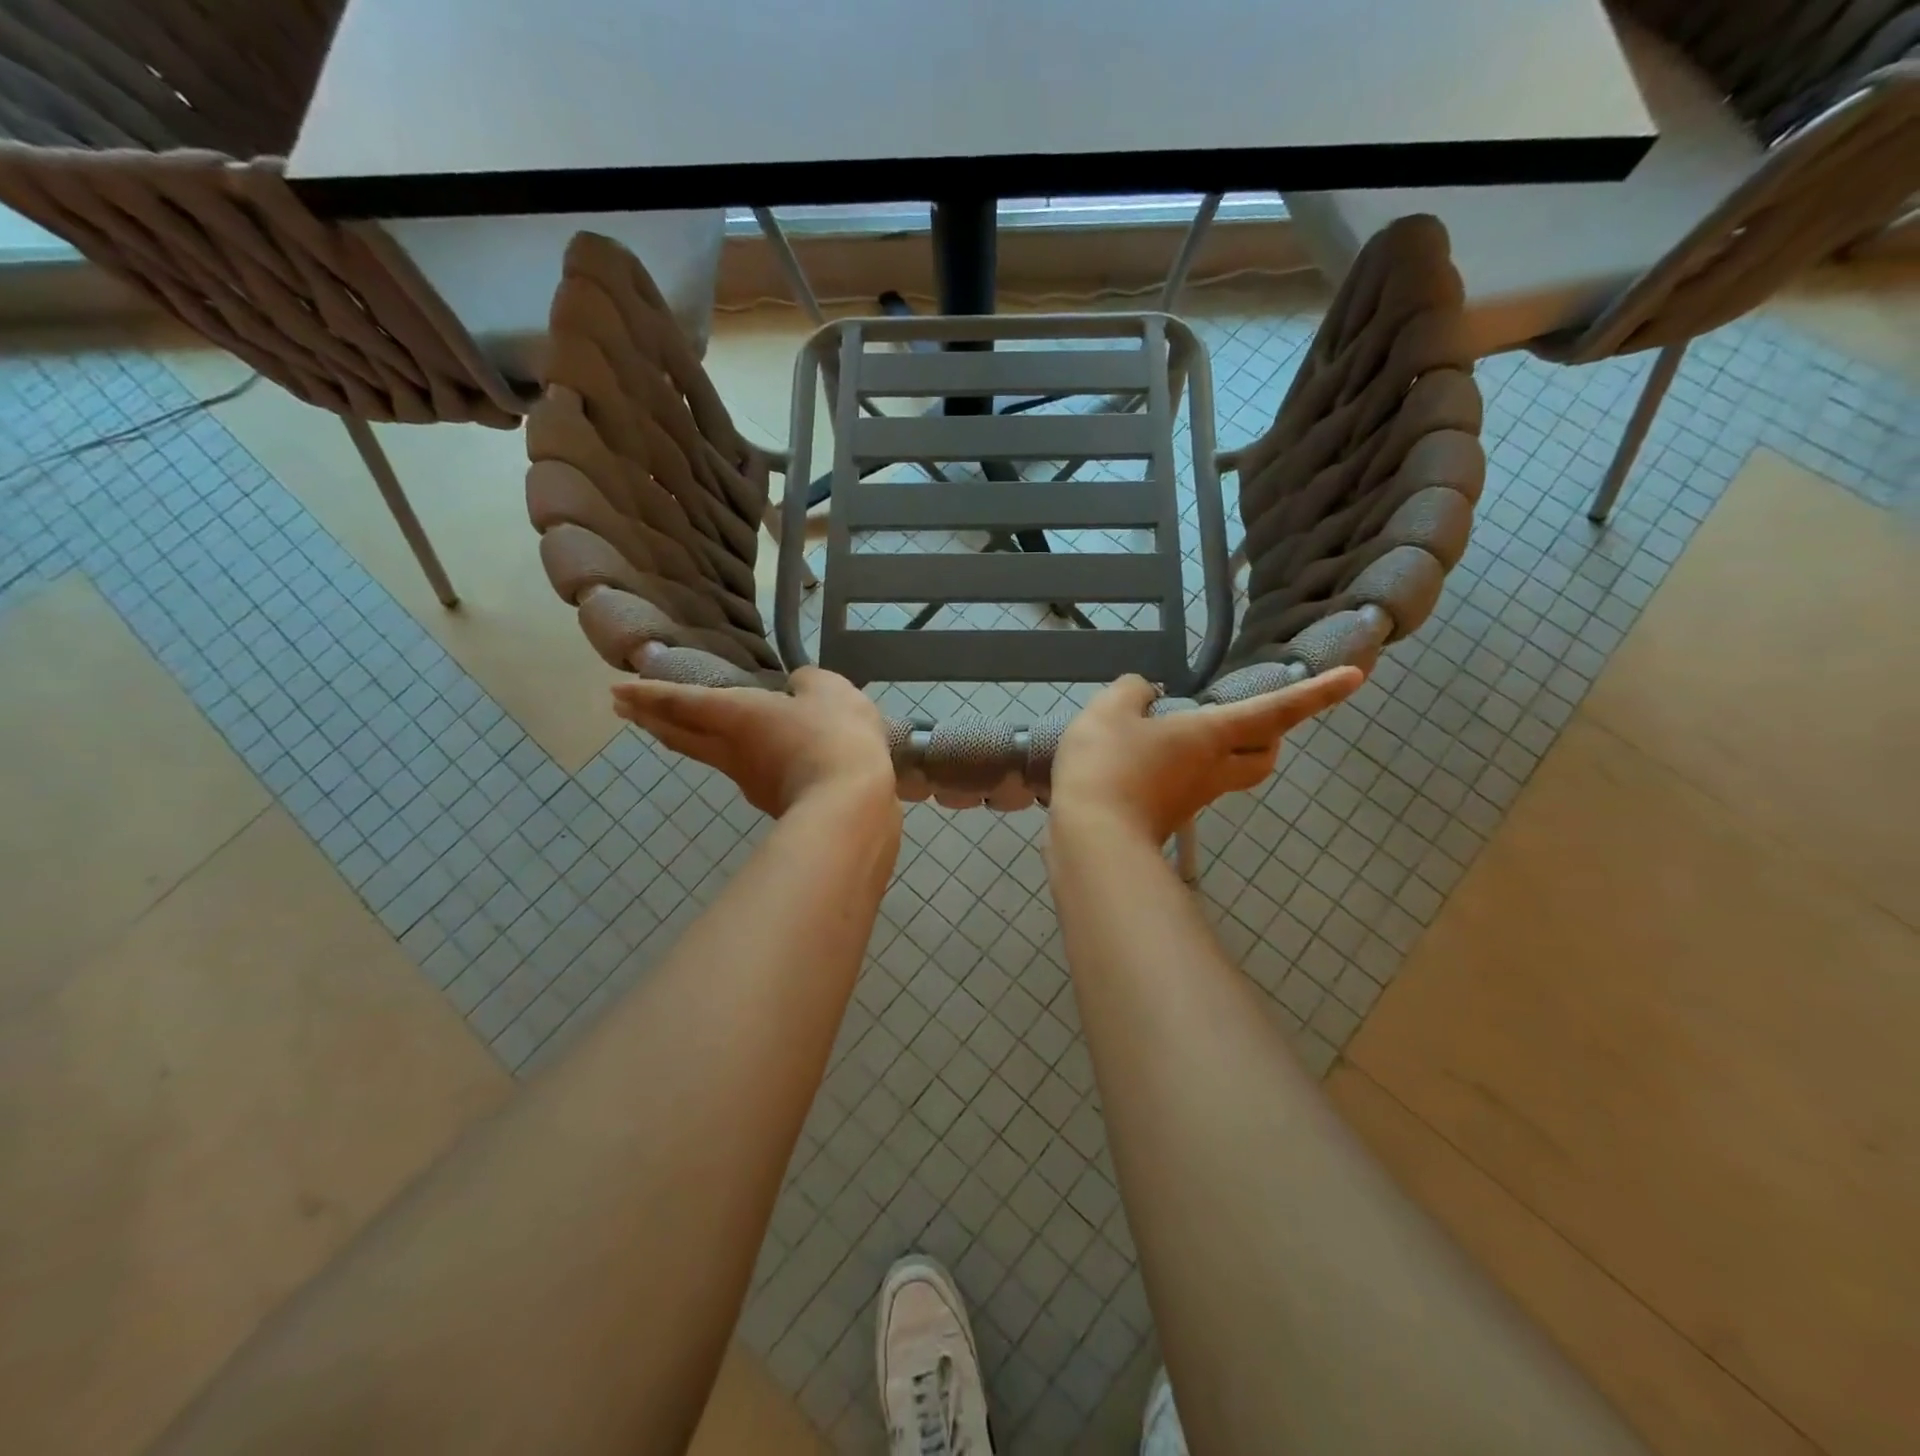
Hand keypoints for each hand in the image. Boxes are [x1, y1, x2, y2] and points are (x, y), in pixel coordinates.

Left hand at [611, 665, 895, 817]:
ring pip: (711, 755)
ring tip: (686, 728)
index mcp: (737, 715)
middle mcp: (732, 750)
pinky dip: (742, 757)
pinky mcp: (774, 801)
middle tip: (625, 710)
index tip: (618, 691)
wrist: (853, 805)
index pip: (683, 701)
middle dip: (650, 719)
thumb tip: (799, 688)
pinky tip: (761, 754)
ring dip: (690, 739)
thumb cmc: (833, 736)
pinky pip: (749, 771)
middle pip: (681, 734)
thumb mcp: (828, 690)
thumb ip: (808, 682)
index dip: (650, 693)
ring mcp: (750, 780)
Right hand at [1050, 668, 1362, 844]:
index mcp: (1210, 736)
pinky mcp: (1165, 815)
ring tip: (1179, 730)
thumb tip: (1144, 690)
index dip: (1315, 694)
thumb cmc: (1109, 767)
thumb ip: (1131, 690)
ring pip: (1225, 773)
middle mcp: (1212, 770)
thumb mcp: (1110, 711)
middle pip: (1262, 758)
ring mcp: (1191, 798)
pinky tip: (1142, 757)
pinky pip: (1185, 785)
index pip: (1275, 711)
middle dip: (1269, 737)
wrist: (1091, 839)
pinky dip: (1177, 767)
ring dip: (1219, 752)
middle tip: (1251, 717)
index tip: (1354, 679)